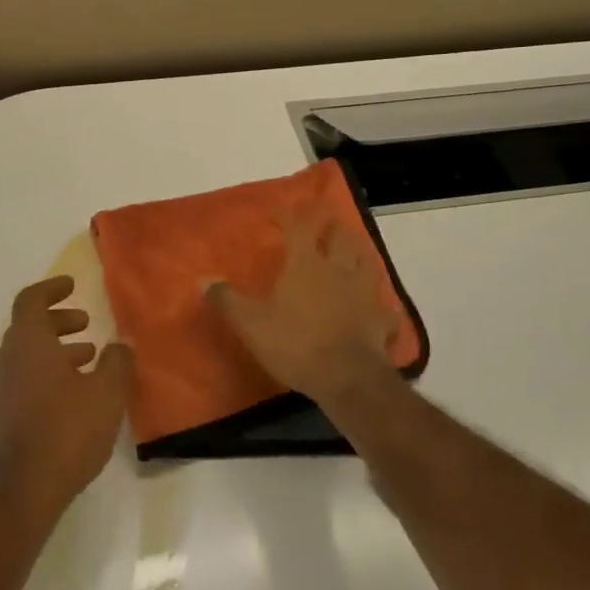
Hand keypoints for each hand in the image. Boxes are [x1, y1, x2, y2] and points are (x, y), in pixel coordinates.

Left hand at [0, 276, 132, 526]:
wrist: (24, 490)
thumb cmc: (67, 430)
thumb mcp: (106, 392)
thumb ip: (117, 362)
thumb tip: (120, 344)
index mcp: (28, 343)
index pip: (31, 300)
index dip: (51, 288)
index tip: (72, 285)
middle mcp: (9, 360)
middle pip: (30, 326)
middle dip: (58, 320)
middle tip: (86, 323)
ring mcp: (3, 390)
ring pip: (29, 354)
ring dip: (57, 348)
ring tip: (90, 357)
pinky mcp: (5, 416)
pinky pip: (27, 378)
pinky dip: (50, 371)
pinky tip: (77, 393)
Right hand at [206, 220, 400, 406]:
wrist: (347, 378)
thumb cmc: (295, 343)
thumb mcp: (251, 323)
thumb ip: (228, 300)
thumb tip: (203, 280)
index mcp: (306, 264)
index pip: (299, 227)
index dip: (290, 215)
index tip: (280, 211)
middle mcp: (338, 270)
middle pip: (342, 237)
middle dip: (333, 226)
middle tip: (327, 223)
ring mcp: (365, 294)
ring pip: (368, 263)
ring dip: (361, 253)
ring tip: (355, 252)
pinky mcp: (381, 320)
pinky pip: (385, 309)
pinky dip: (381, 306)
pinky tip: (378, 309)